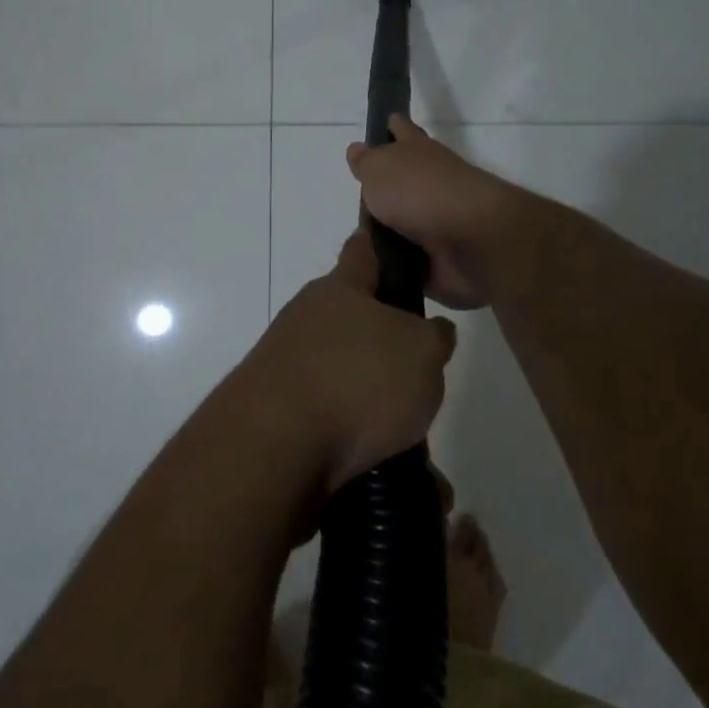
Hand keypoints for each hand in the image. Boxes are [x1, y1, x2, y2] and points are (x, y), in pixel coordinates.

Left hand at [233, 232, 455, 494]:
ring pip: (341, 370)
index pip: (363, 250)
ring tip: (406, 433)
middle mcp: (306, 317)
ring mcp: (285, 362)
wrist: (275, 446)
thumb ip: (434, 336)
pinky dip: (351, 432)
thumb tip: (431, 330)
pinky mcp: (275, 408)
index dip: (384, 248)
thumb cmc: (357, 380)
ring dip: (369, 394)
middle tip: (420, 374)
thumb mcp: (421, 353)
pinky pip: (326, 413)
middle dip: (384, 343)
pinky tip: (378, 459)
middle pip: (353, 319)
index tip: (404, 256)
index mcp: (340, 289)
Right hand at [346, 115, 523, 309]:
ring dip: (387, 232)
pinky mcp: (440, 260)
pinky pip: (408, 263)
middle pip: (404, 181)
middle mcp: (431, 184)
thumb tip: (357, 149)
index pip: (402, 131)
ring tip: (358, 241)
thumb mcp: (379, 169)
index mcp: (418, 153)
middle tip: (358, 197)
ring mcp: (438, 223)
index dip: (393, 126)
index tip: (385, 122)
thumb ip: (366, 162)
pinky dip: (394, 266)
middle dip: (385, 187)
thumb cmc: (420, 193)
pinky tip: (373, 272)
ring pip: (405, 224)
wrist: (471, 242)